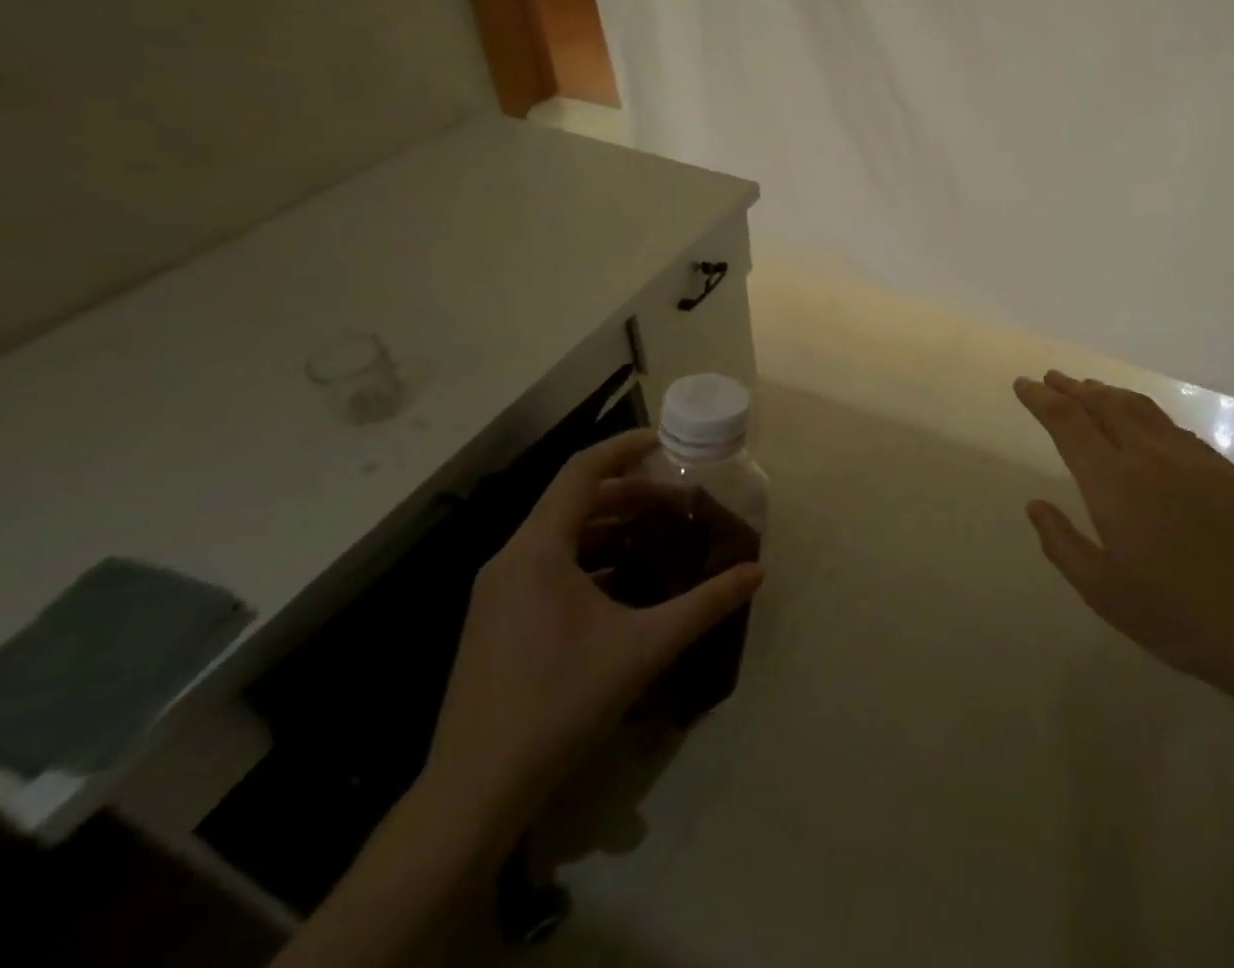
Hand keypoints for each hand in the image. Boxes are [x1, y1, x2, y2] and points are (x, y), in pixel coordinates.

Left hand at [420, 430, 763, 846]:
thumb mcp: (644, 648)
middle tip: (676, 498)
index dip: (624, 448)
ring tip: (656, 530)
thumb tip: (758, 571)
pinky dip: (588, 555)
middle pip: (573, 500)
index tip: (664, 440)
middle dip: (627, 491)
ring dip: (608, 524)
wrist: (475, 792)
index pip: (582, 472)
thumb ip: (705, 604)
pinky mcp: (496, 619)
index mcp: (538, 550)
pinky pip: (547, 564)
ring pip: (559, 533)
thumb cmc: (561, 703)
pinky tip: (623, 578)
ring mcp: (498, 591)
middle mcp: (511, 559)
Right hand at [1015, 371, 1233, 705]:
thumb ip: (1062, 544)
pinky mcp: (1222, 467)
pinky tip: (1142, 423)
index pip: (1068, 422)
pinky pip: (1171, 425)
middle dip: (1071, 387)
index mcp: (1113, 483)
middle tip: (1051, 378)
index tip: (1024, 385)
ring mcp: (1191, 457)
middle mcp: (1149, 456)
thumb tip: (1035, 506)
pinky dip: (1144, 412)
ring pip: (1140, 407)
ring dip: (1108, 392)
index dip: (1041, 399)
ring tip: (1089, 388)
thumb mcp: (1103, 592)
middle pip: (1103, 404)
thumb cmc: (1177, 616)